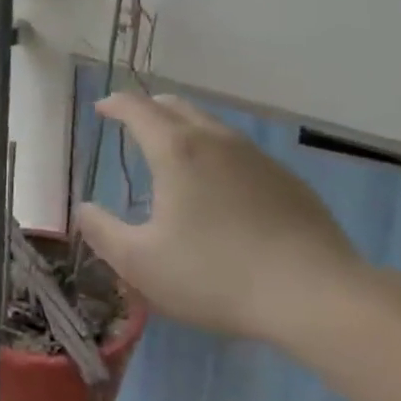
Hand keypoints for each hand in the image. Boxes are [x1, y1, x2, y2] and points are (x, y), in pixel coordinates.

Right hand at [76, 93, 363, 342]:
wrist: (317, 296)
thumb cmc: (215, 275)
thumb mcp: (140, 263)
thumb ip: (102, 232)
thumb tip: (83, 209)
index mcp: (176, 150)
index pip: (137, 109)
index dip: (114, 104)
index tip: (101, 109)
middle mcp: (216, 141)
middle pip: (177, 107)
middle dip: (149, 108)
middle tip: (132, 122)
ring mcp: (258, 158)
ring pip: (212, 127)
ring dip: (184, 129)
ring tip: (173, 153)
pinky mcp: (288, 182)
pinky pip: (240, 153)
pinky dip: (216, 155)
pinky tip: (220, 189)